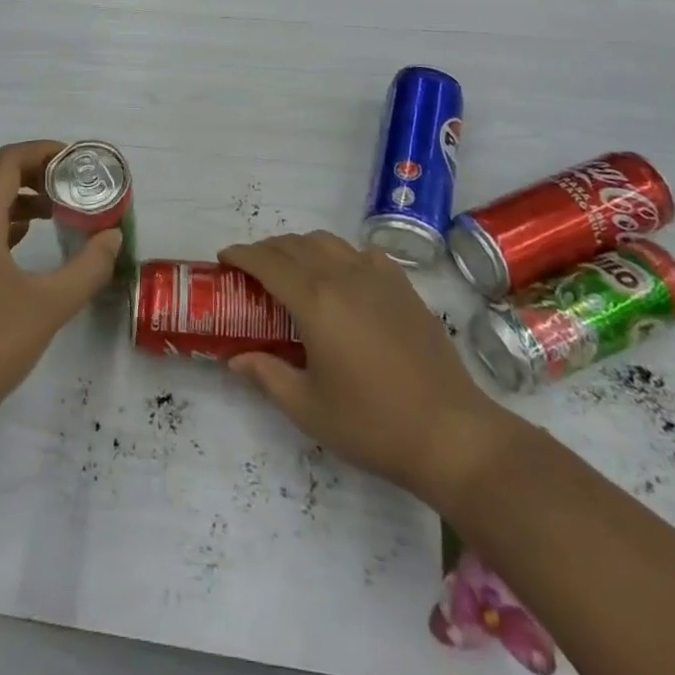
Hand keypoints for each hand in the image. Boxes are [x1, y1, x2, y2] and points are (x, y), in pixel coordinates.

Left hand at [0, 142, 122, 434]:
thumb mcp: (49, 306)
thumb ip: (87, 269)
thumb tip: (113, 237)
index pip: (5, 162)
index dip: (40, 150)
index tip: (75, 160)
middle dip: (29, 168)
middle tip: (66, 181)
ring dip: (17, 194)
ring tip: (55, 210)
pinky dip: (5, 221)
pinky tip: (28, 243)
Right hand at [219, 232, 511, 500]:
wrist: (450, 433)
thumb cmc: (372, 424)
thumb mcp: (308, 408)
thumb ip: (267, 376)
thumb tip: (235, 359)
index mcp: (315, 300)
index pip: (267, 262)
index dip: (241, 255)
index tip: (224, 258)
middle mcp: (342, 275)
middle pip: (294, 244)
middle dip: (266, 250)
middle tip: (252, 271)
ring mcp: (377, 276)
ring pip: (327, 241)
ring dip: (300, 247)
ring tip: (292, 271)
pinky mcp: (403, 285)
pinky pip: (360, 253)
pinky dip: (339, 255)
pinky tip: (341, 279)